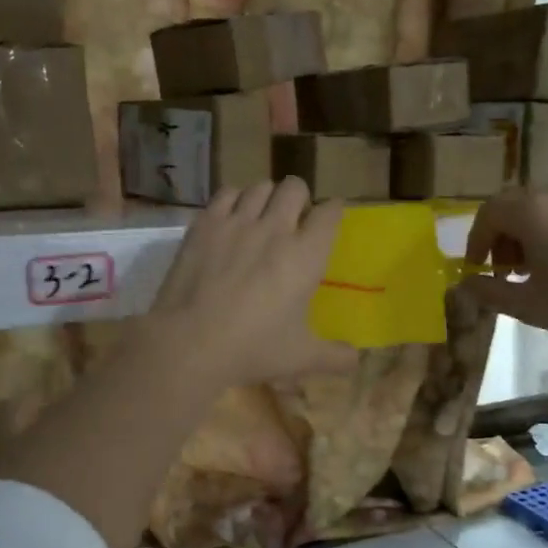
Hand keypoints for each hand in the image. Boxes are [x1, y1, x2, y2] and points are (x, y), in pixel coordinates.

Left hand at [151, 178, 357, 387]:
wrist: (190, 343)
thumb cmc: (253, 348)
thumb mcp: (301, 358)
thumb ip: (335, 357)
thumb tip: (357, 361)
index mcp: (306, 256)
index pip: (330, 213)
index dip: (333, 211)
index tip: (329, 218)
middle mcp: (276, 229)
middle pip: (295, 187)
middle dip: (299, 198)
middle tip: (293, 220)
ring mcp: (238, 222)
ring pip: (260, 186)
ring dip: (267, 197)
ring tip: (261, 216)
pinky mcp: (205, 224)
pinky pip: (226, 193)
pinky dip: (234, 200)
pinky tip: (231, 218)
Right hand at [460, 187, 547, 344]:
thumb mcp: (528, 306)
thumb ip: (490, 293)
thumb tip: (465, 284)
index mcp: (531, 213)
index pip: (488, 213)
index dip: (476, 240)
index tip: (477, 268)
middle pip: (514, 204)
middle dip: (501, 234)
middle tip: (505, 269)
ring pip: (545, 208)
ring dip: (530, 233)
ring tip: (538, 270)